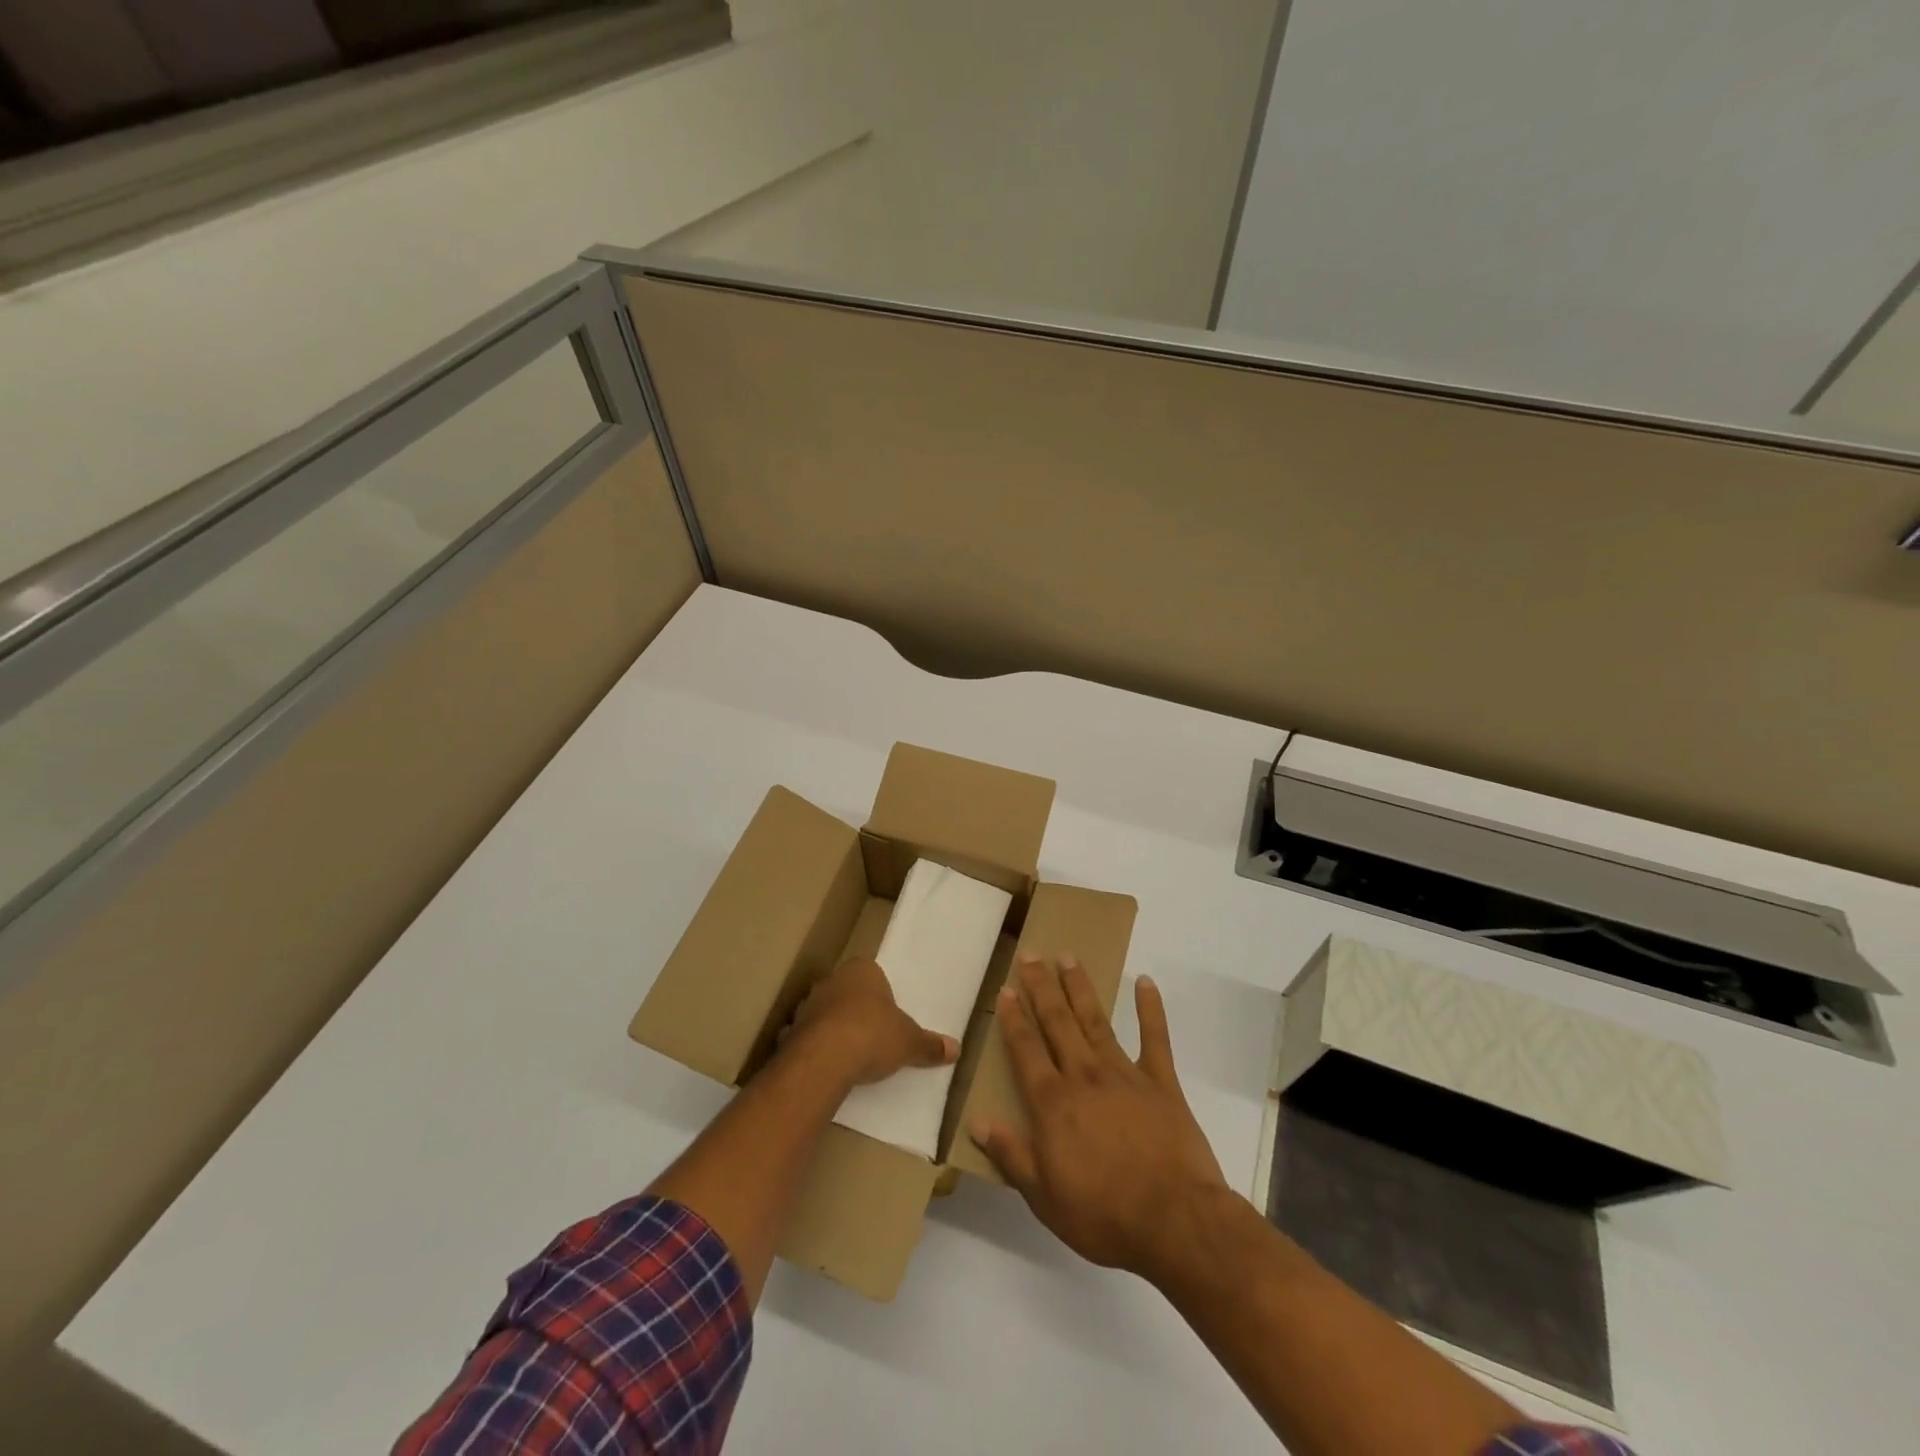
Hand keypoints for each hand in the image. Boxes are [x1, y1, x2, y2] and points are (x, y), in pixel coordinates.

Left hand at [787, 957, 958, 1086]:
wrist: (825, 1059)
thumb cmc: (873, 1035)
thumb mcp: (909, 1042)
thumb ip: (929, 1045)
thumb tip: (956, 1049)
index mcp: (862, 970)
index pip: (873, 974)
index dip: (881, 995)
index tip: (888, 1017)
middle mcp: (831, 981)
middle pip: (847, 992)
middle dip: (856, 1010)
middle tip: (872, 1035)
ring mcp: (807, 1005)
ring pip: (824, 1013)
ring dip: (833, 1028)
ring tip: (849, 1055)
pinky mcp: (790, 1031)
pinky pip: (806, 1037)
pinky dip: (814, 1049)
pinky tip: (825, 1067)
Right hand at [969, 954, 1227, 1279]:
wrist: (1175, 1221)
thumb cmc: (1103, 1214)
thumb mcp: (1044, 1197)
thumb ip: (1011, 1154)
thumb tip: (976, 1121)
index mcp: (1053, 1103)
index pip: (1026, 1050)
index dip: (1013, 1019)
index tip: (1005, 989)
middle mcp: (1083, 1076)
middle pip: (1057, 1023)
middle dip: (1041, 987)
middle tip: (1031, 954)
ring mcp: (1124, 1074)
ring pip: (1096, 1020)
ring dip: (1080, 987)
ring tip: (1068, 957)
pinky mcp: (1161, 1082)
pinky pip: (1155, 1038)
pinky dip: (1150, 1009)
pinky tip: (1145, 982)